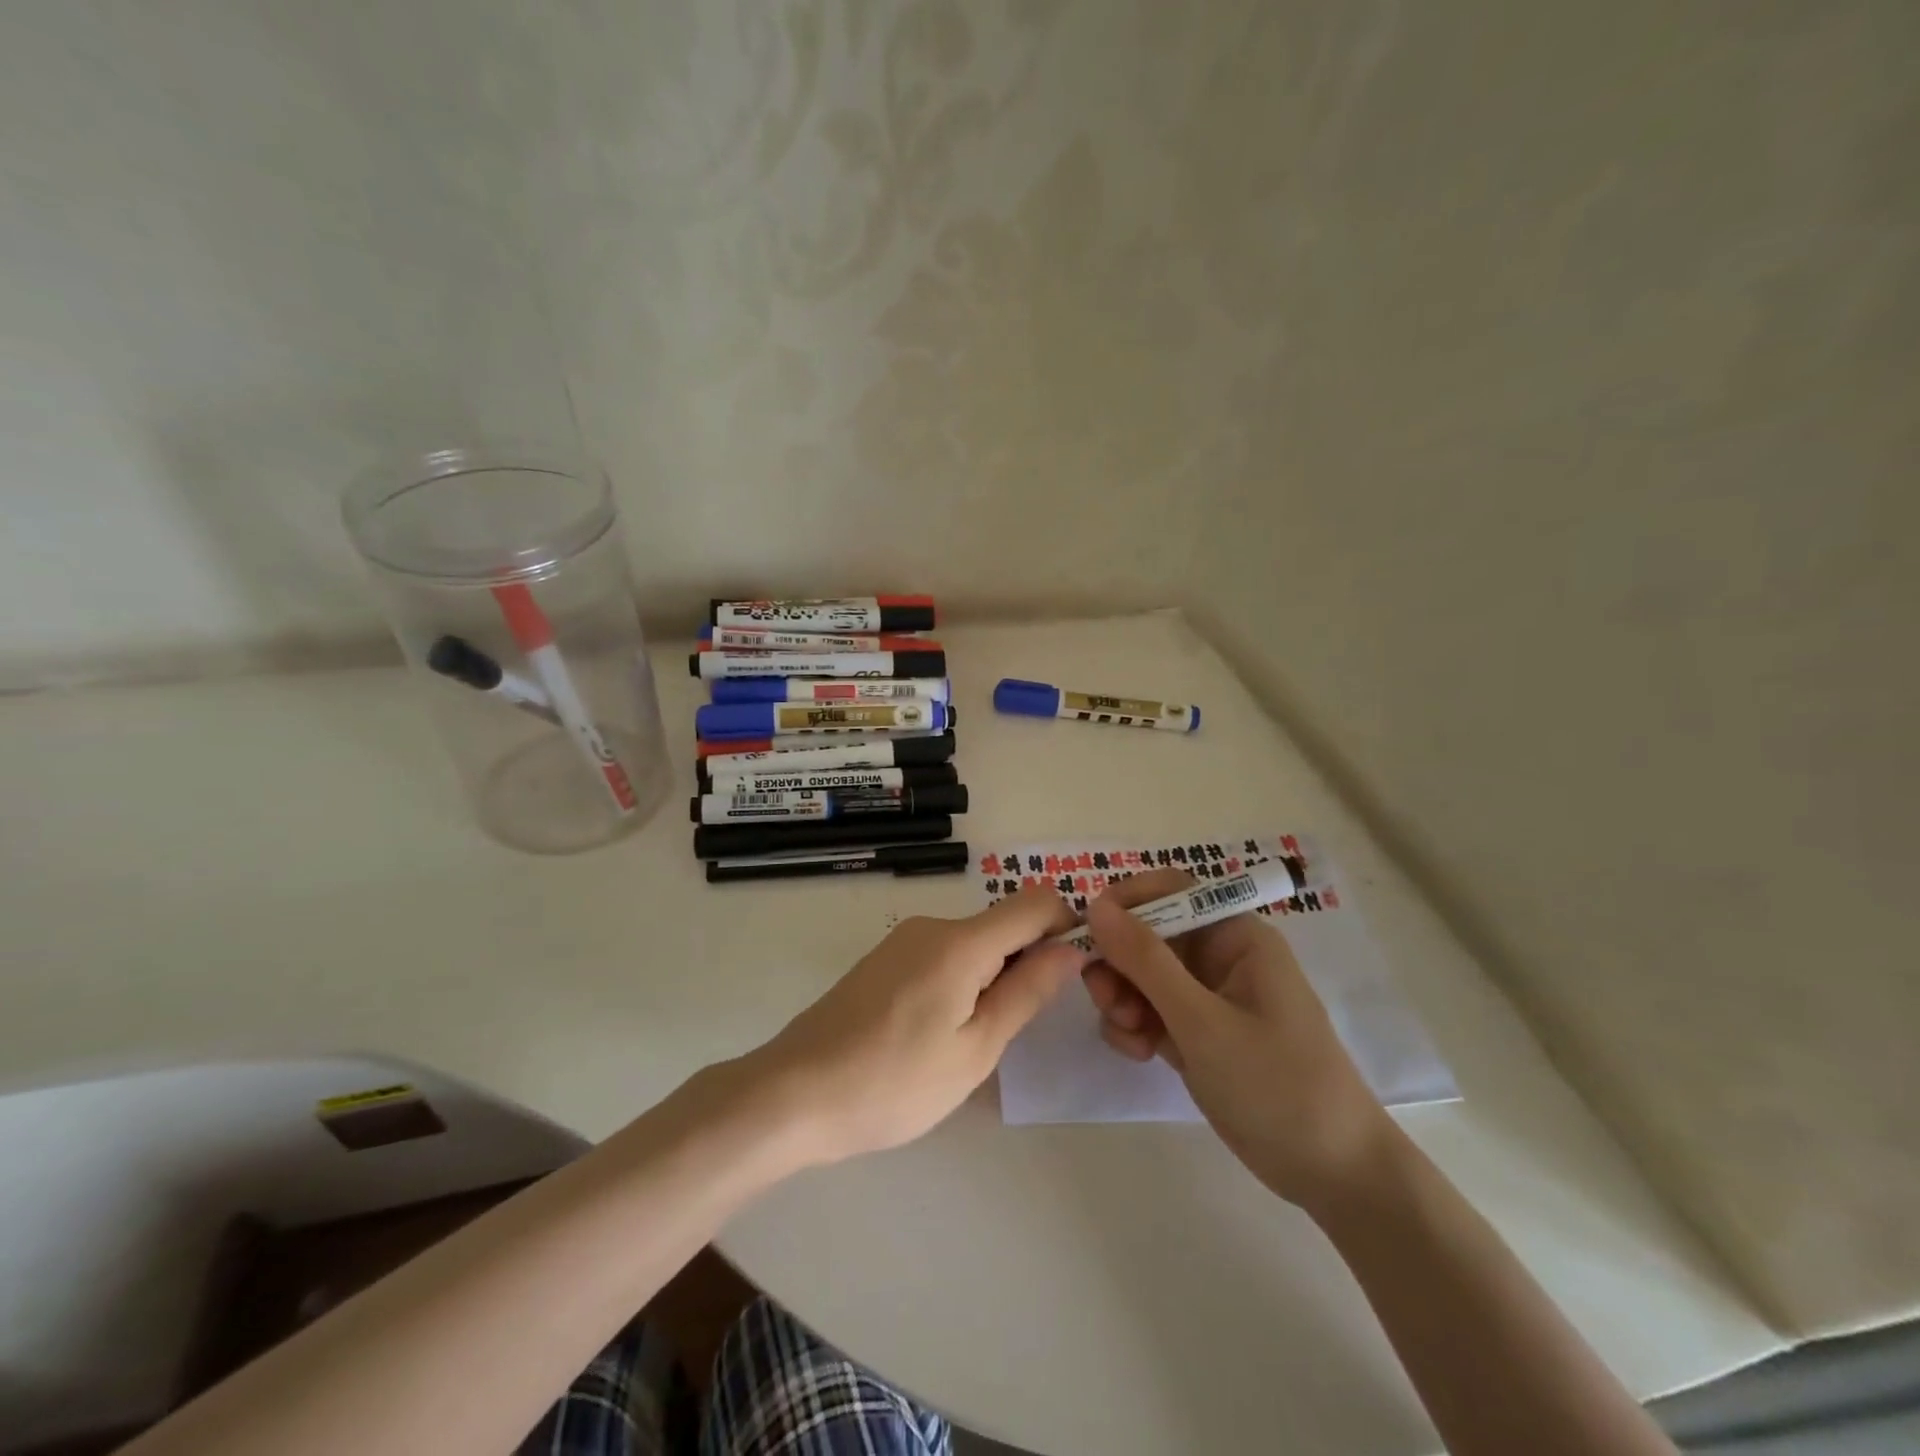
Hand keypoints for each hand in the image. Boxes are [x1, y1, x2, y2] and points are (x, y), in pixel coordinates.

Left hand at [742, 888, 1087, 1165]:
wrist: (793, 1094)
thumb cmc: (895, 1082)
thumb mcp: (975, 1049)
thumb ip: (1026, 992)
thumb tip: (1070, 948)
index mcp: (961, 942)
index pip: (1034, 903)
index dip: (1065, 926)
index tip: (1072, 973)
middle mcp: (932, 927)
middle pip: (1002, 925)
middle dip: (1026, 963)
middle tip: (1017, 1029)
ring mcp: (902, 942)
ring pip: (971, 944)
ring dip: (991, 978)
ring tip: (972, 1043)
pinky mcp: (882, 961)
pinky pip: (941, 957)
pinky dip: (960, 982)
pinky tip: (937, 1035)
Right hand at [1082, 870, 1394, 1207]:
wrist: (1333, 1175)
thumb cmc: (1277, 1086)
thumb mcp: (1203, 1021)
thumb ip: (1145, 960)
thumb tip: (1096, 905)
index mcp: (1235, 936)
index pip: (1170, 890)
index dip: (1126, 902)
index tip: (1087, 932)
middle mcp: (1220, 957)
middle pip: (1148, 934)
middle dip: (1120, 962)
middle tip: (1105, 999)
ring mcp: (1208, 996)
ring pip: (1142, 973)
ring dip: (1123, 997)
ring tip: (1131, 1035)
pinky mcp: (1198, 1033)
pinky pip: (1151, 1009)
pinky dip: (1136, 1025)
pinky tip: (1141, 1054)